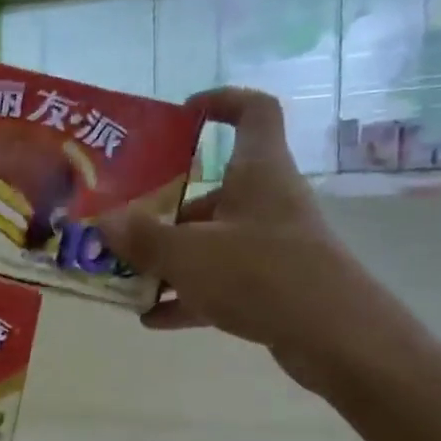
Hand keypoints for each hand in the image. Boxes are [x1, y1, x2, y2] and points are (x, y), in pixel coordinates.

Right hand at [98, 88, 401, 395]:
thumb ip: (143, 238)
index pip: (252, 111)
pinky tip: (152, 318)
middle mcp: (267, 201)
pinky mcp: (274, 286)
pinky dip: (188, 296)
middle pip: (214, 190)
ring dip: (171, 259)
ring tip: (127, 277)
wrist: (336, 338)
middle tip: (124, 225)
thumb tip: (104, 222)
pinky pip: (221, 282)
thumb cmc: (261, 274)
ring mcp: (273, 246)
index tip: (183, 114)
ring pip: (213, 241)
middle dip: (166, 209)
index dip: (221, 102)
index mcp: (258, 171)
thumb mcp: (189, 254)